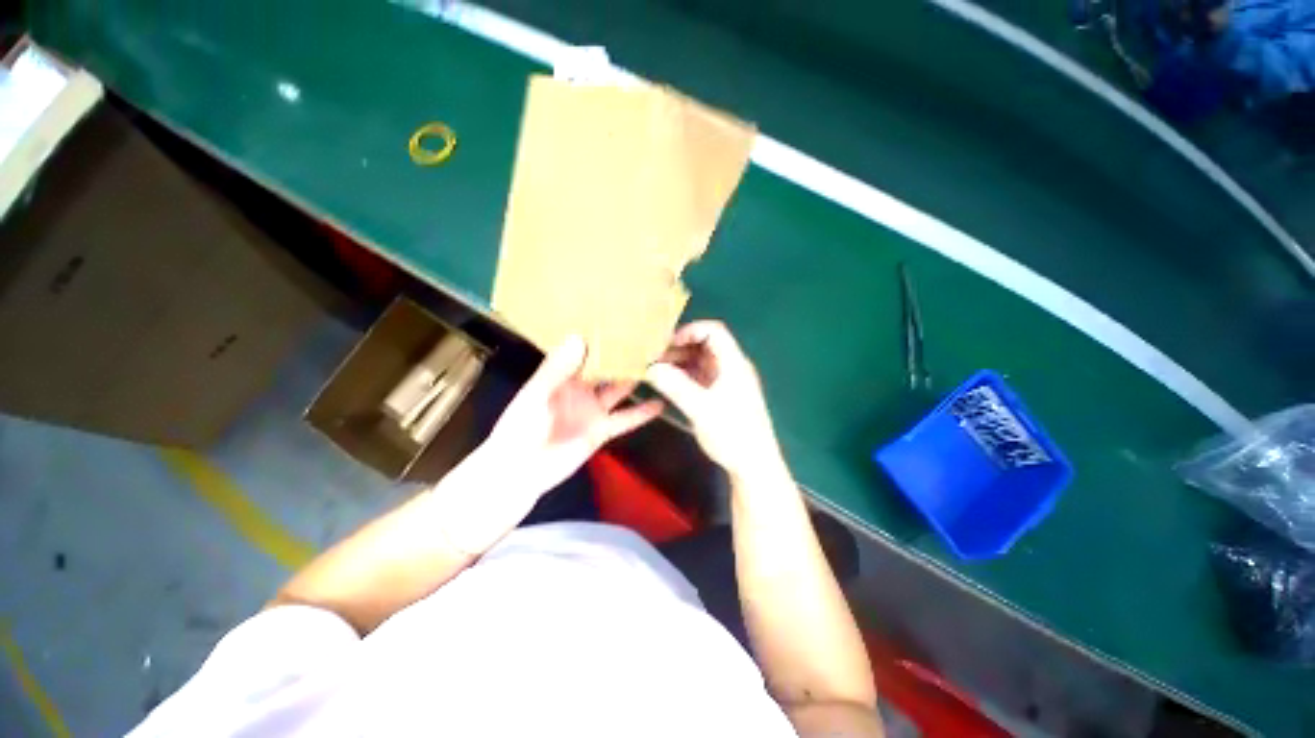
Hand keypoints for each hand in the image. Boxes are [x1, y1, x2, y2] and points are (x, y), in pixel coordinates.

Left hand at [480, 335, 663, 498]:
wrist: (521, 472)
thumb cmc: (520, 428)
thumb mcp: (536, 395)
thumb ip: (556, 369)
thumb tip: (578, 337)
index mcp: (562, 374)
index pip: (585, 349)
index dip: (601, 337)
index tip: (622, 319)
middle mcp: (582, 388)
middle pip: (607, 367)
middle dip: (624, 355)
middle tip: (650, 338)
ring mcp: (594, 409)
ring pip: (620, 389)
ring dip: (637, 379)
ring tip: (661, 364)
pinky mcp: (603, 430)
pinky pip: (626, 419)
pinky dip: (643, 413)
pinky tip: (661, 403)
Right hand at [645, 321, 785, 481]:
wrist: (754, 465)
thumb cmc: (732, 434)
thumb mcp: (701, 409)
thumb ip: (675, 386)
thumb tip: (649, 367)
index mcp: (733, 364)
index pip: (714, 331)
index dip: (690, 331)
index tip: (667, 344)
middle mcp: (731, 367)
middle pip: (705, 345)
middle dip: (679, 347)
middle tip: (654, 357)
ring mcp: (727, 382)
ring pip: (701, 361)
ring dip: (680, 362)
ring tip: (656, 370)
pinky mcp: (721, 396)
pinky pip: (701, 377)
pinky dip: (684, 376)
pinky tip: (668, 383)